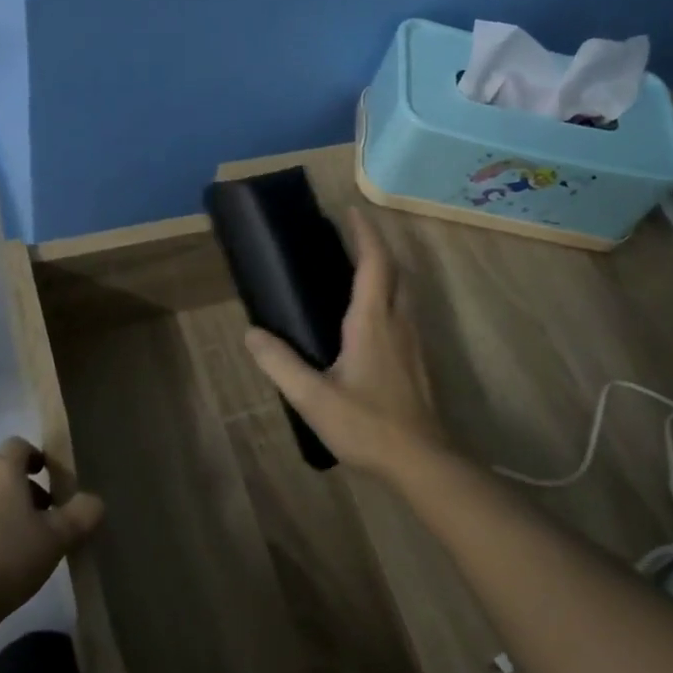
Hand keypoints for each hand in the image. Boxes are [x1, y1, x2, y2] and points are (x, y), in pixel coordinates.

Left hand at [0, 438, 103, 630]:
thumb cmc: (9, 558)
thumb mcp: (58, 538)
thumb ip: (82, 514)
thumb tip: (94, 501)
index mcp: (0, 471)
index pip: (18, 445)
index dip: (35, 457)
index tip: (50, 477)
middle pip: (0, 473)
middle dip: (22, 489)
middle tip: (42, 518)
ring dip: (0, 510)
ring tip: (19, 543)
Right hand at [243, 206, 447, 476]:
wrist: (421, 461)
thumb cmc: (367, 425)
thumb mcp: (313, 398)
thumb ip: (281, 364)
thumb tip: (251, 333)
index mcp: (374, 321)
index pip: (375, 263)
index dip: (365, 234)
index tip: (352, 211)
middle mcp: (399, 322)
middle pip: (396, 271)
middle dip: (377, 247)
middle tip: (353, 236)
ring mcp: (415, 342)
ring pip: (406, 292)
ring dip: (388, 271)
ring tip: (362, 269)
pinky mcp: (419, 361)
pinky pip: (407, 312)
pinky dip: (392, 296)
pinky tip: (376, 318)